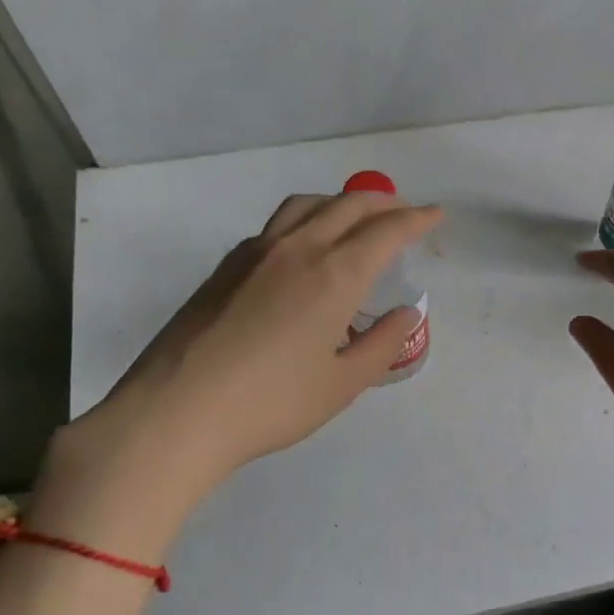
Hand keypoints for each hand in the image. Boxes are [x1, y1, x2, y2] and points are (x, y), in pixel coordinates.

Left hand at [31, 192, 441, 560]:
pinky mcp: (226, 266)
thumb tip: (405, 314)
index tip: (436, 216)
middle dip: (385, 203)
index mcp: (334, 275)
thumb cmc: (271, 403)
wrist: (177, 411)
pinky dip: (307, 220)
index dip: (416, 219)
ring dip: (341, 203)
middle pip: (349, 205)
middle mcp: (298, 249)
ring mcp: (256, 252)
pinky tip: (305, 250)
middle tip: (405, 214)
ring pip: (308, 205)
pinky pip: (278, 225)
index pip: (386, 231)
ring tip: (356, 220)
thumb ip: (381, 344)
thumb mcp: (342, 383)